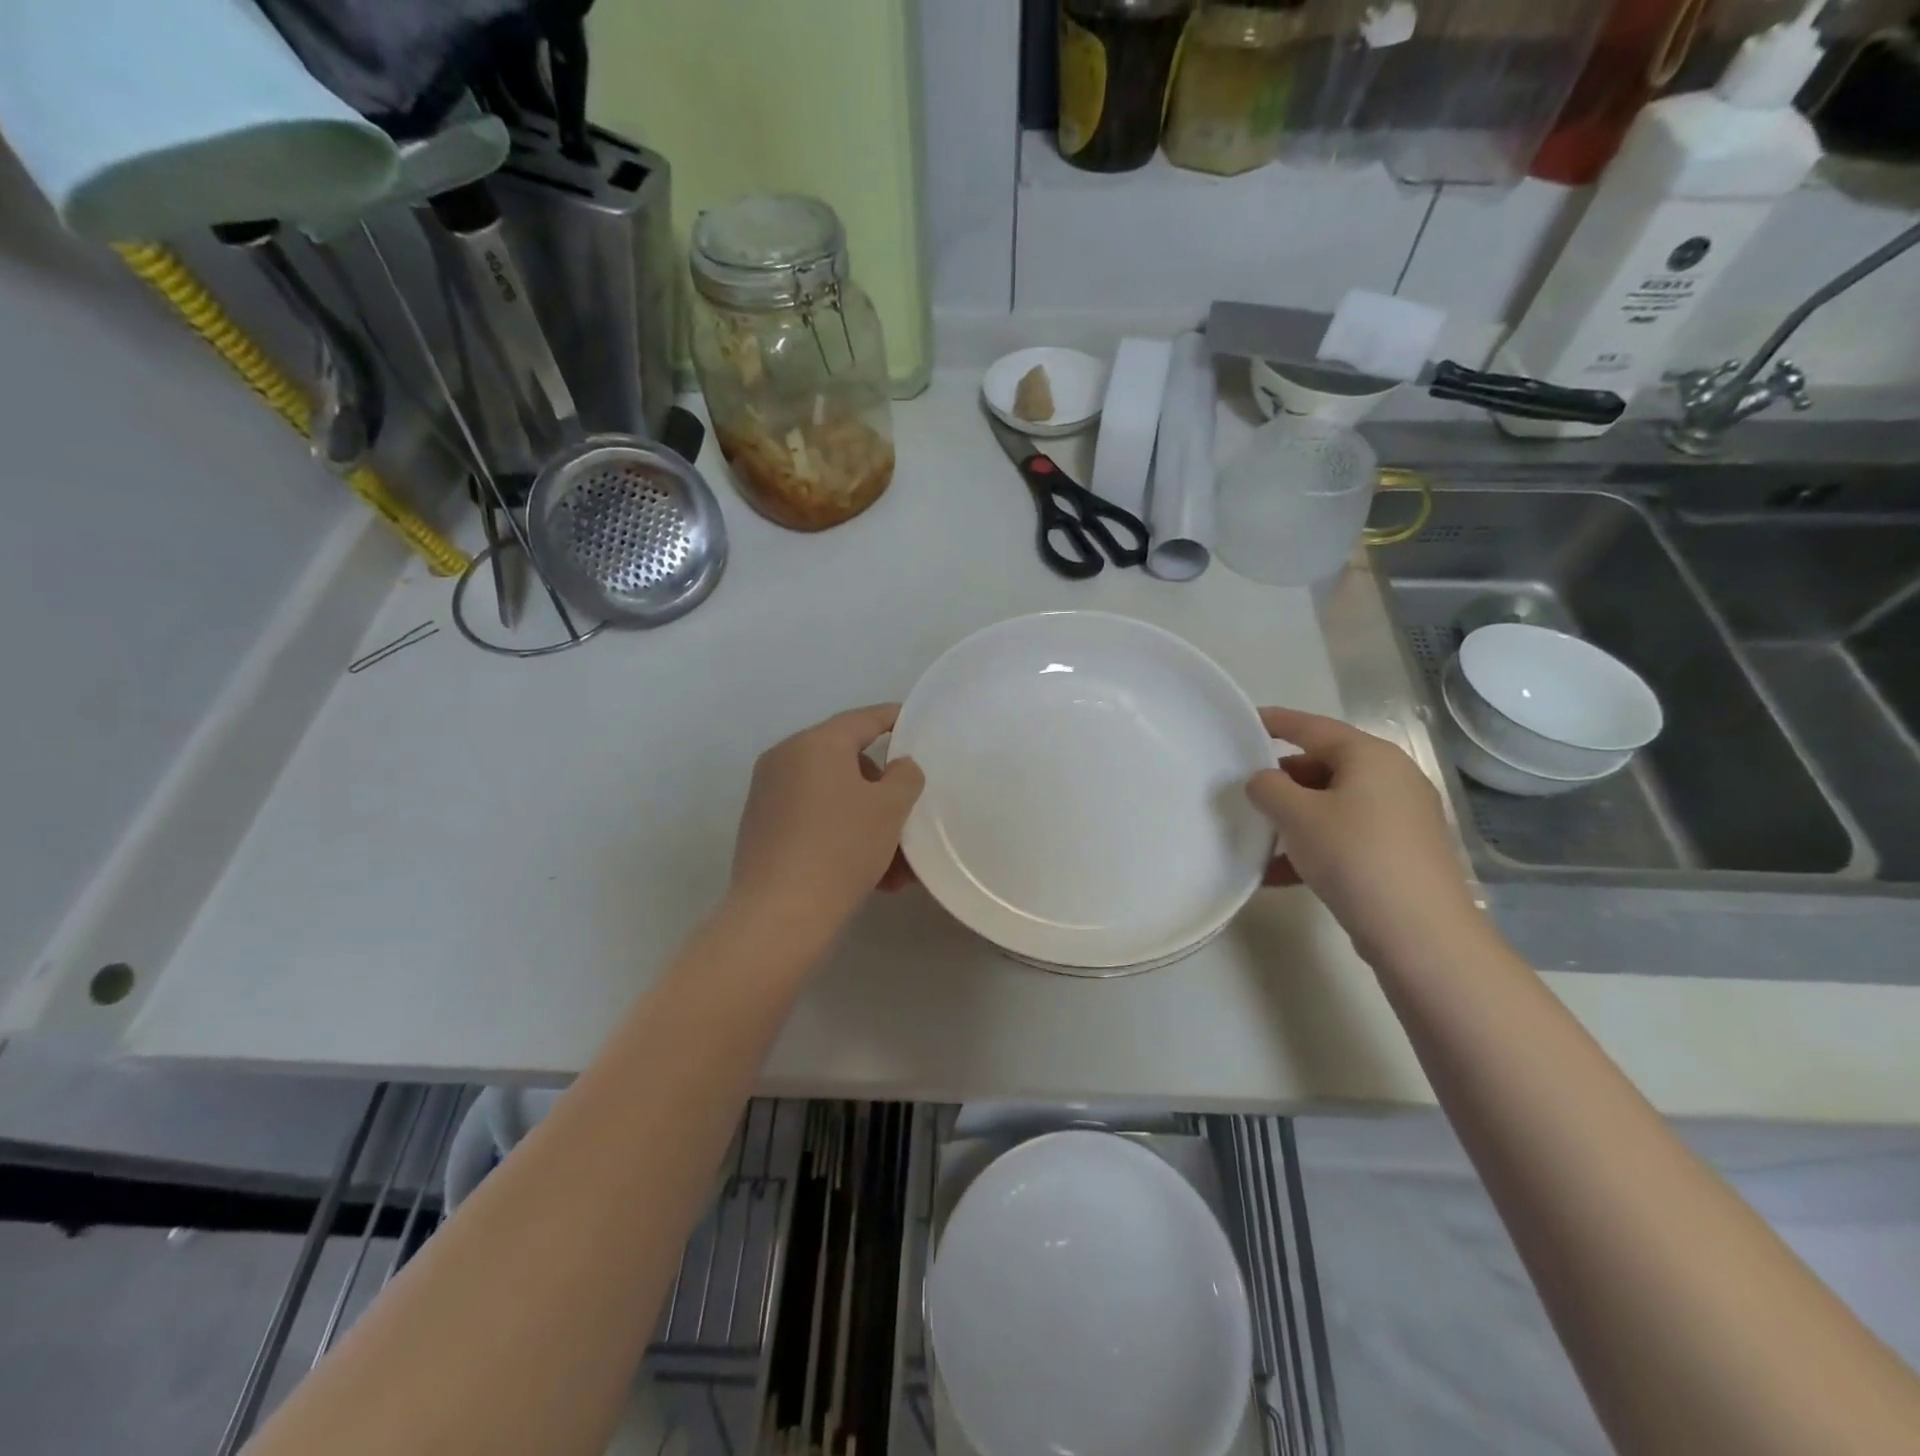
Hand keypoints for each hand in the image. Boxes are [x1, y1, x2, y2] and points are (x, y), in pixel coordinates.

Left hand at [729, 704, 925, 944]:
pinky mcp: (763, 829)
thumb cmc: (841, 848)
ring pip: (834, 798)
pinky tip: (872, 876)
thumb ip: (905, 776)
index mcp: (814, 744)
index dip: (895, 719)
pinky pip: (815, 821)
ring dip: (869, 823)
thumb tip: (897, 767)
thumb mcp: (890, 808)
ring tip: (897, 867)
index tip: (918, 724)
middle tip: (909, 817)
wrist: (779, 915)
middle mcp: (785, 760)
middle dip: (884, 791)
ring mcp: (769, 795)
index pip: (864, 719)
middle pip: (848, 762)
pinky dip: (843, 837)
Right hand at [1246, 707, 1479, 962]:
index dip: (1275, 722)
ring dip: (1292, 818)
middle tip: (1244, 792)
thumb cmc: (1355, 856)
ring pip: (1332, 805)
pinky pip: (1345, 836)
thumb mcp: (1297, 815)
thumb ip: (1268, 788)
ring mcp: (1400, 818)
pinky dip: (1312, 846)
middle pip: (1323, 766)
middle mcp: (1391, 778)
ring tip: (1256, 837)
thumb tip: (1262, 781)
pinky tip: (1277, 874)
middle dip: (1281, 780)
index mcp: (1370, 756)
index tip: (1242, 722)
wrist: (1420, 933)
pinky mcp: (1399, 853)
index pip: (1312, 727)